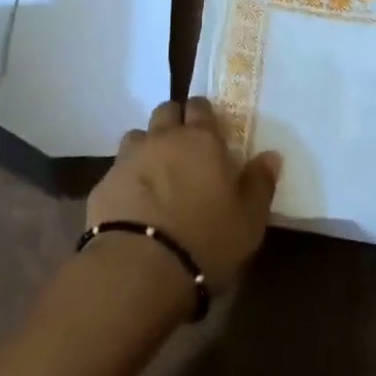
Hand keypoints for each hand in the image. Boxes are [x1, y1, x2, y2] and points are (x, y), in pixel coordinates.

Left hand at [87, 97, 280, 287]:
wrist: (139, 269)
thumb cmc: (205, 241)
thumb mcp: (248, 221)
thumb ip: (260, 184)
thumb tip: (271, 155)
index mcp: (201, 140)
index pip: (201, 106)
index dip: (204, 115)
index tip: (210, 132)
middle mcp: (163, 137)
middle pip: (166, 110)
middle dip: (175, 121)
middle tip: (184, 148)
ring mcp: (129, 158)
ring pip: (138, 136)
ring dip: (148, 147)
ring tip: (156, 175)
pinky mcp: (103, 183)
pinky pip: (117, 170)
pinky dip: (127, 179)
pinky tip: (133, 204)